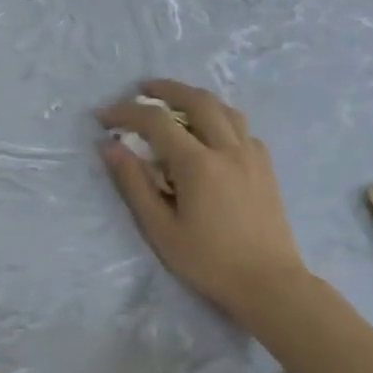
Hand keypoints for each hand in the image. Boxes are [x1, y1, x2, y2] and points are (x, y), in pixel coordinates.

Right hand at [98, 81, 308, 321]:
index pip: (157, 122)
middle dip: (166, 89)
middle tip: (142, 89)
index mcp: (198, 164)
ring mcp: (252, 156)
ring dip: (196, 99)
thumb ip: (134, 183)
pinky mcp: (266, 168)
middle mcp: (228, 149)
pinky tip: (209, 134)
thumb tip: (110, 146)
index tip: (103, 117)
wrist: (269, 284)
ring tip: (175, 103)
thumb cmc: (207, 261)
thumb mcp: (159, 227)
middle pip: (197, 101)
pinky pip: (242, 129)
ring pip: (225, 109)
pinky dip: (220, 119)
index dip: (127, 112)